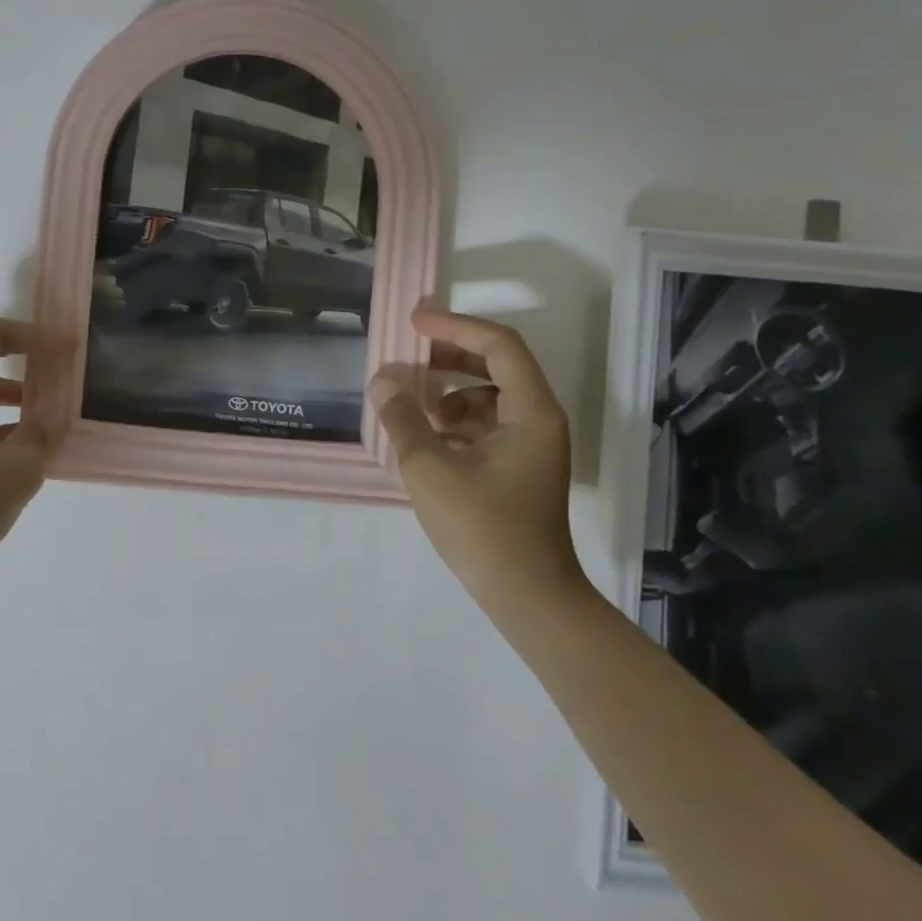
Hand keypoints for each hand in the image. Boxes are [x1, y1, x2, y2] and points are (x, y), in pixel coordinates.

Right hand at [369, 307, 583, 608]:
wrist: (527, 596)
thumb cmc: (482, 528)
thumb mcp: (429, 469)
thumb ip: (403, 418)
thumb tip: (382, 380)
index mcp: (531, 411)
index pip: (498, 345)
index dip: (454, 327)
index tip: (413, 324)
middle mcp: (539, 419)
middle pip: (496, 365)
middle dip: (448, 357)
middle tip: (407, 356)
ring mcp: (531, 444)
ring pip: (489, 396)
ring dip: (448, 392)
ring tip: (411, 409)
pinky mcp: (519, 466)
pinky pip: (486, 424)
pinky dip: (455, 421)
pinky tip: (426, 439)